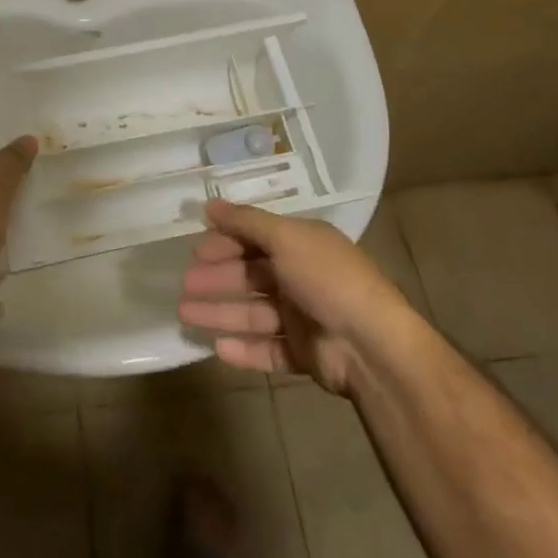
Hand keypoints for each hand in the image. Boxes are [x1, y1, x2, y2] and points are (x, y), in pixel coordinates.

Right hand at [179, 200, 407, 394]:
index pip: (255, 238)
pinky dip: (243, 348)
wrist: (372, 346)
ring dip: (220, 312)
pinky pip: (267, 349)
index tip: (194, 250)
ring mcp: (303, 317)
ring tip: (185, 315)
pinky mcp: (305, 354)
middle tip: (184, 284)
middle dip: (217, 278)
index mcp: (302, 245)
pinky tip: (217, 348)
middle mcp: (302, 277)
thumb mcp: (286, 238)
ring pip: (253, 313)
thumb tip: (208, 203)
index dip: (225, 242)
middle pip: (251, 275)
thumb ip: (246, 222)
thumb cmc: (327, 280)